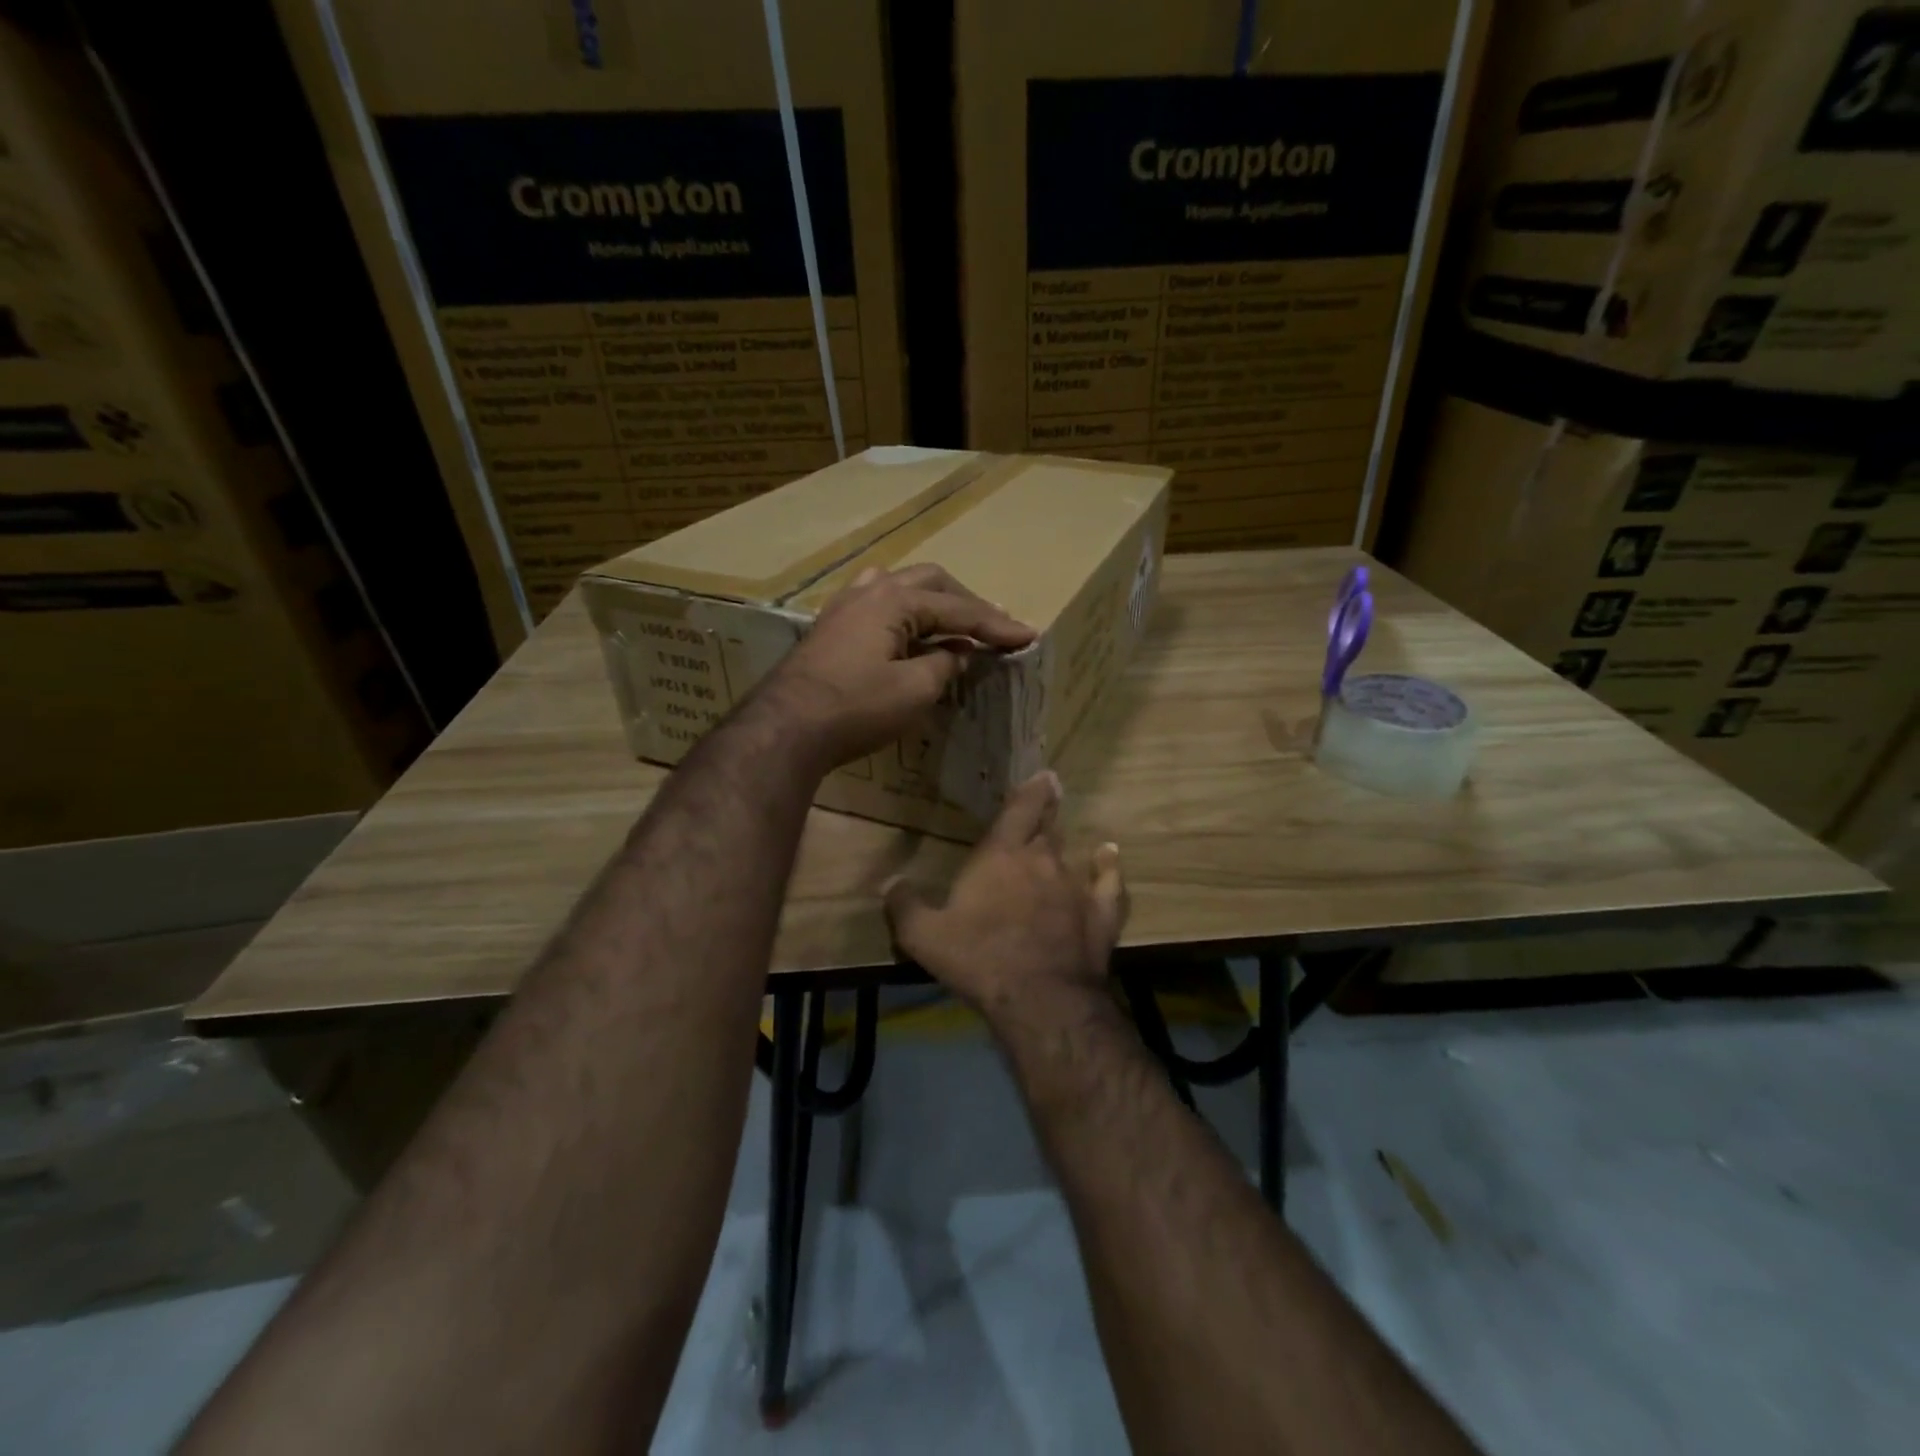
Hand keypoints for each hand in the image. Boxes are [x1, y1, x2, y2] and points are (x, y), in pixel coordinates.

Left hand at [761, 562, 1034, 770]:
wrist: (786, 727)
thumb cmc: (856, 707)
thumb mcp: (914, 690)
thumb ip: (944, 664)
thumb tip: (957, 653)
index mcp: (895, 599)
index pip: (958, 609)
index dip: (996, 625)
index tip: (1028, 636)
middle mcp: (870, 590)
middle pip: (931, 583)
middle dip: (966, 604)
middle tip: (993, 628)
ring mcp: (845, 606)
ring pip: (901, 587)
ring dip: (934, 603)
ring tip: (954, 624)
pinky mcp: (832, 627)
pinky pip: (879, 604)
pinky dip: (906, 615)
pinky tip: (910, 633)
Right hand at [885, 772, 1126, 1023]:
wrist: (1040, 997)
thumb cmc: (979, 958)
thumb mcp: (924, 936)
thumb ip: (904, 905)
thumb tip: (890, 883)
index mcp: (1000, 856)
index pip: (1019, 810)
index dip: (1031, 790)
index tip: (1043, 775)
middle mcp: (1041, 860)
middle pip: (1046, 827)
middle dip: (1046, 812)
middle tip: (1050, 796)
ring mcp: (1074, 885)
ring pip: (1070, 853)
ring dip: (1064, 844)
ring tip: (1061, 833)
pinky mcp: (1100, 912)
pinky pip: (1109, 882)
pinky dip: (1108, 866)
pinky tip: (1109, 856)